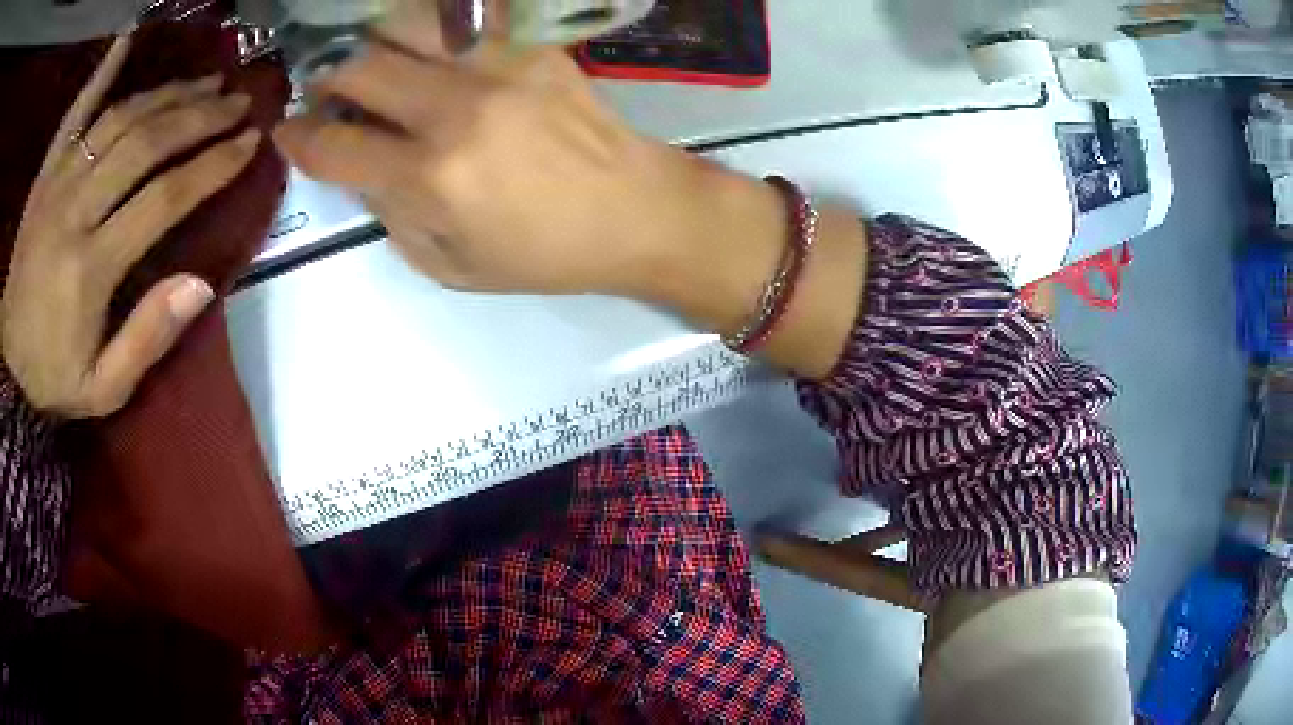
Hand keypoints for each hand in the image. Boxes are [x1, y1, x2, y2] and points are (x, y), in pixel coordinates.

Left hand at [2, 35, 261, 418]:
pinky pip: (75, 113)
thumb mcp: (102, 389)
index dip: (212, 165)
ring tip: (205, 80)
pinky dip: (101, 73)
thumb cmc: (51, 379)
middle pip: (145, 144)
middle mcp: (74, 211)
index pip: (163, 199)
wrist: (6, 364)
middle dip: (199, 116)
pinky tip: (127, 39)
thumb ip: (146, 340)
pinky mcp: (45, 175)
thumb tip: (201, 285)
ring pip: (119, 120)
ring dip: (167, 93)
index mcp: (90, 268)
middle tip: (238, 100)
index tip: (250, 141)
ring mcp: (57, 185)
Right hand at [274, 6, 735, 297]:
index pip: (334, 146)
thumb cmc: (544, 253)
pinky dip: (430, 30)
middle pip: (359, 69)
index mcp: (431, 177)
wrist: (634, 211)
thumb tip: (359, 168)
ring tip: (368, 60)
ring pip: (405, 27)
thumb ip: (392, 216)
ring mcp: (496, 68)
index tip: (288, 131)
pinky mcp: (531, 48)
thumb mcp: (451, 266)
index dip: (298, 139)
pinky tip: (424, 47)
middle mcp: (454, 110)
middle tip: (324, 91)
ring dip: (371, 42)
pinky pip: (464, 21)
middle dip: (325, 79)